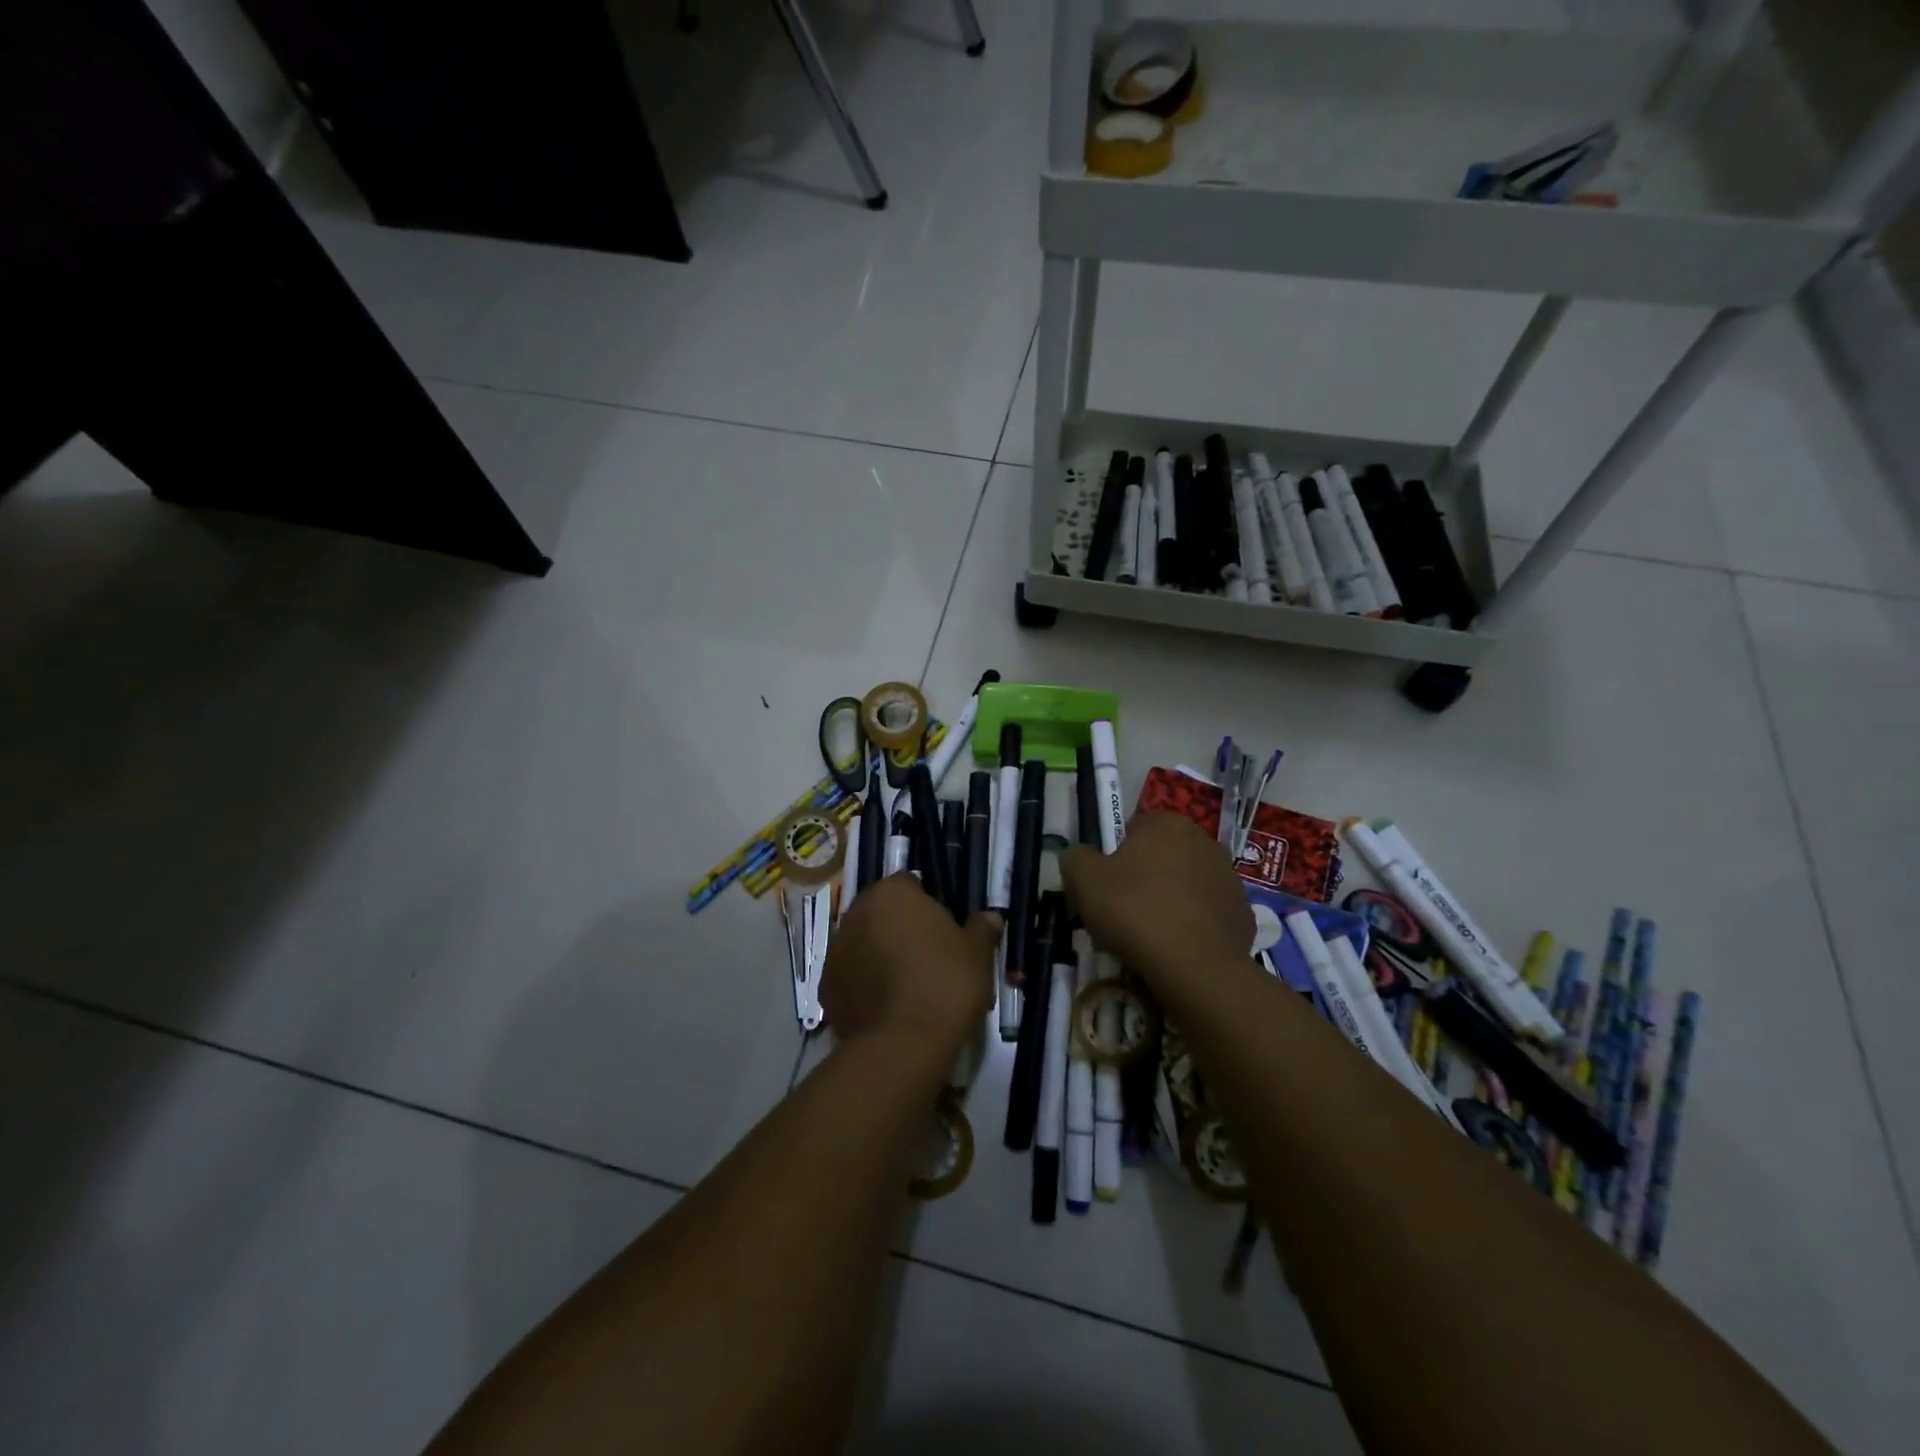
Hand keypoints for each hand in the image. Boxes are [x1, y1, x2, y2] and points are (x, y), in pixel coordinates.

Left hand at [820, 874, 1000, 1057]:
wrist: (902, 1044)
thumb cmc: (945, 983)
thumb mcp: (977, 954)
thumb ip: (981, 929)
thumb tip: (990, 917)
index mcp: (893, 894)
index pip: (909, 884)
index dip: (926, 904)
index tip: (943, 928)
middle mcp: (857, 912)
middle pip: (881, 911)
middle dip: (898, 926)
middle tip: (926, 955)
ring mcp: (836, 950)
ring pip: (863, 942)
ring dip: (879, 953)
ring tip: (906, 984)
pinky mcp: (825, 986)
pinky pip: (851, 975)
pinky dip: (864, 983)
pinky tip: (887, 1005)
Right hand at [1061, 812, 1252, 988]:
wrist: (1195, 967)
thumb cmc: (1135, 911)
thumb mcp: (1084, 880)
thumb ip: (1076, 857)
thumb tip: (1079, 856)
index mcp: (1168, 824)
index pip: (1134, 828)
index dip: (1115, 856)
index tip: (1105, 886)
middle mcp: (1205, 841)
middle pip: (1162, 855)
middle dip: (1145, 877)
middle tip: (1123, 911)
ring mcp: (1229, 878)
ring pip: (1187, 884)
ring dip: (1170, 899)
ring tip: (1150, 935)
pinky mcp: (1243, 913)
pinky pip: (1207, 913)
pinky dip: (1193, 925)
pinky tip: (1177, 947)